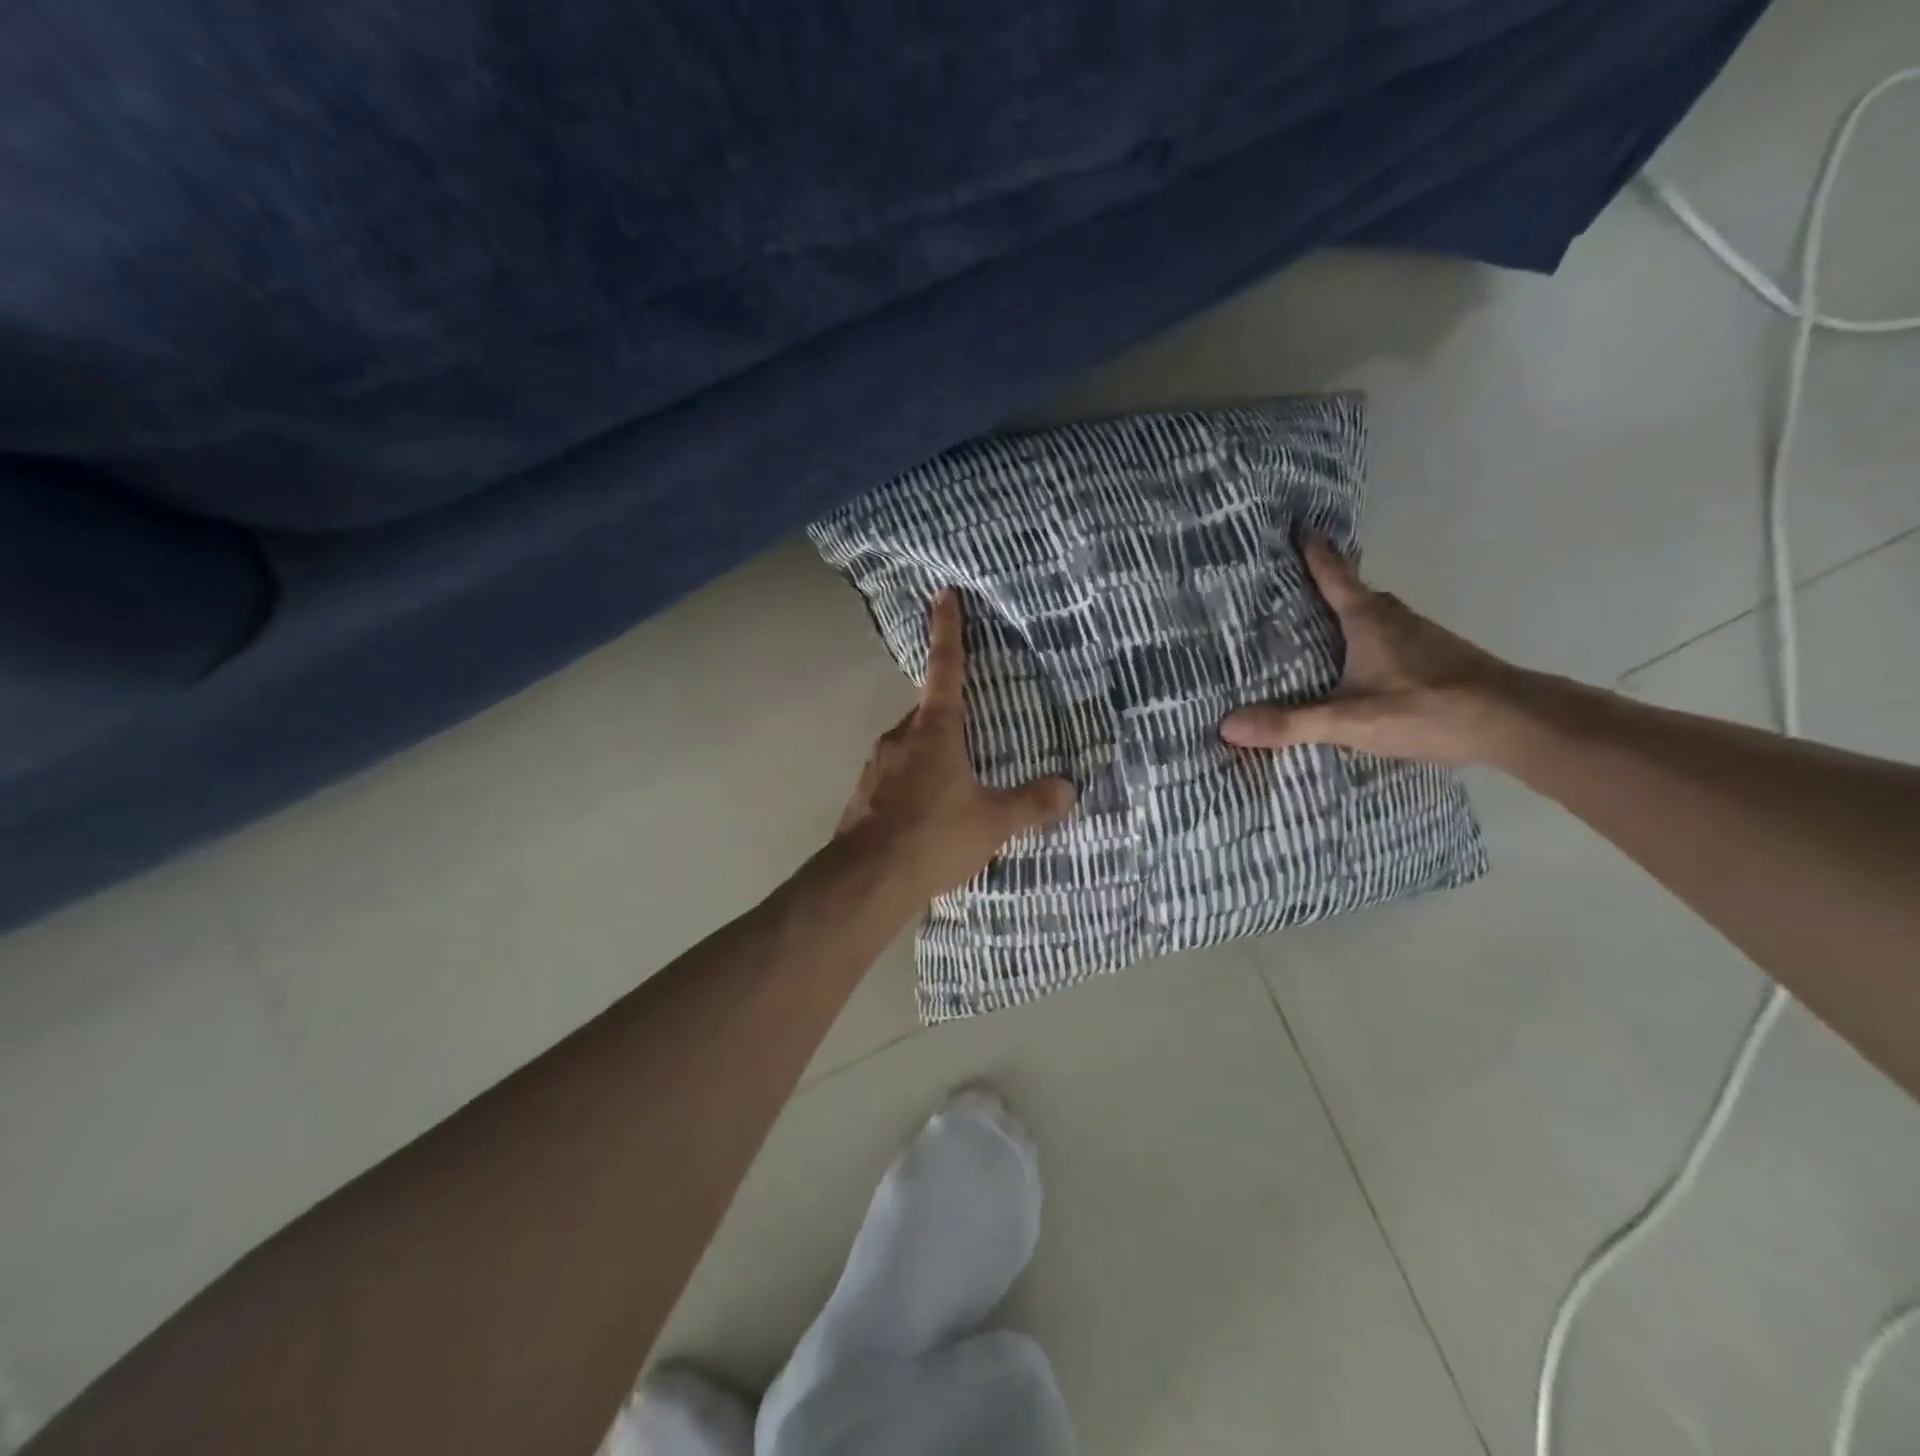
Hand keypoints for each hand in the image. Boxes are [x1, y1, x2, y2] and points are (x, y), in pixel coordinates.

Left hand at [836, 590, 1075, 897]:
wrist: (867, 879)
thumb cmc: (934, 837)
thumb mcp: (993, 823)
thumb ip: (1031, 803)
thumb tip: (1068, 788)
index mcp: (935, 730)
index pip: (946, 668)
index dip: (948, 630)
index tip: (944, 594)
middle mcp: (901, 737)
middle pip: (930, 712)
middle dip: (951, 716)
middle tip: (978, 733)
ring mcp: (877, 764)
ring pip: (912, 745)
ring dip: (934, 753)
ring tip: (959, 783)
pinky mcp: (865, 792)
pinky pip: (898, 773)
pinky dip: (916, 780)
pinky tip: (929, 812)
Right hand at [1220, 536, 1524, 764]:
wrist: (1514, 722)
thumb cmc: (1427, 707)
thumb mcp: (1349, 720)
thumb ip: (1291, 723)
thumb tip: (1227, 724)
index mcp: (1369, 620)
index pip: (1335, 575)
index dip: (1315, 552)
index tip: (1298, 526)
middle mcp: (1395, 619)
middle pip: (1355, 593)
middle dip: (1328, 586)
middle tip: (1293, 586)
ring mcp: (1421, 638)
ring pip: (1375, 617)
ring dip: (1349, 616)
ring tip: (1319, 627)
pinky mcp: (1437, 659)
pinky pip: (1391, 638)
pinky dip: (1368, 641)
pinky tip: (1361, 667)